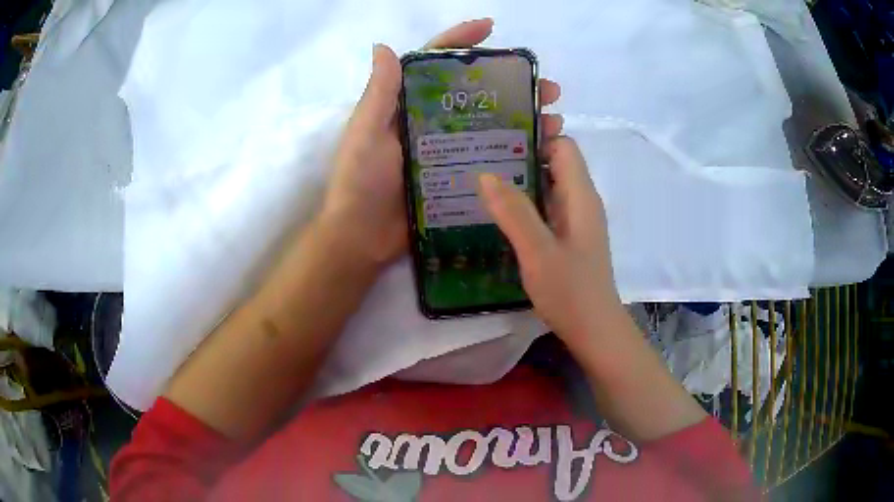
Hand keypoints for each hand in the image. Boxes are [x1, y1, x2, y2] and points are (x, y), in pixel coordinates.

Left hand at [321, 18, 563, 268]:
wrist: (362, 238)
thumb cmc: (360, 182)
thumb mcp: (365, 133)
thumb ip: (380, 93)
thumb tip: (383, 45)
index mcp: (408, 105)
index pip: (436, 63)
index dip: (462, 41)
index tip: (491, 28)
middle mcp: (432, 122)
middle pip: (478, 93)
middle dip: (515, 85)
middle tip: (548, 88)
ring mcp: (448, 151)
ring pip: (493, 126)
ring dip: (526, 119)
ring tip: (555, 121)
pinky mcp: (458, 178)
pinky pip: (492, 160)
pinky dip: (518, 154)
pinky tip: (543, 154)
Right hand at [478, 138, 622, 346]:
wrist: (594, 330)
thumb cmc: (571, 291)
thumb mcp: (538, 251)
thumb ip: (514, 211)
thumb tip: (486, 173)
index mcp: (580, 196)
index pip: (563, 147)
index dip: (536, 136)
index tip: (500, 135)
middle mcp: (581, 202)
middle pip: (555, 163)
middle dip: (521, 154)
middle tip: (481, 154)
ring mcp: (576, 221)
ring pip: (549, 186)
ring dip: (520, 179)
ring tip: (481, 177)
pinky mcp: (568, 238)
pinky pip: (546, 208)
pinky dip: (525, 203)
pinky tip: (498, 211)